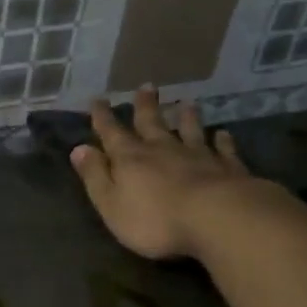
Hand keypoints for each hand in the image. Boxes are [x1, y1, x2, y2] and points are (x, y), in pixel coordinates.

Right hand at [70, 87, 258, 260]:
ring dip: (186, 117)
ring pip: (190, 130)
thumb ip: (95, 176)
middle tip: (146, 86)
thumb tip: (79, 149)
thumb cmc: (155, 219)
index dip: (103, 117)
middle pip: (152, 123)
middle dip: (145, 106)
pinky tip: (223, 134)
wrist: (217, 219)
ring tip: (186, 103)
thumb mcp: (111, 203)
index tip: (98, 99)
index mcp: (130, 159)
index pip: (112, 133)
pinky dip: (222, 140)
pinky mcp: (228, 168)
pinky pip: (223, 149)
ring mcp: (198, 156)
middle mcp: (163, 150)